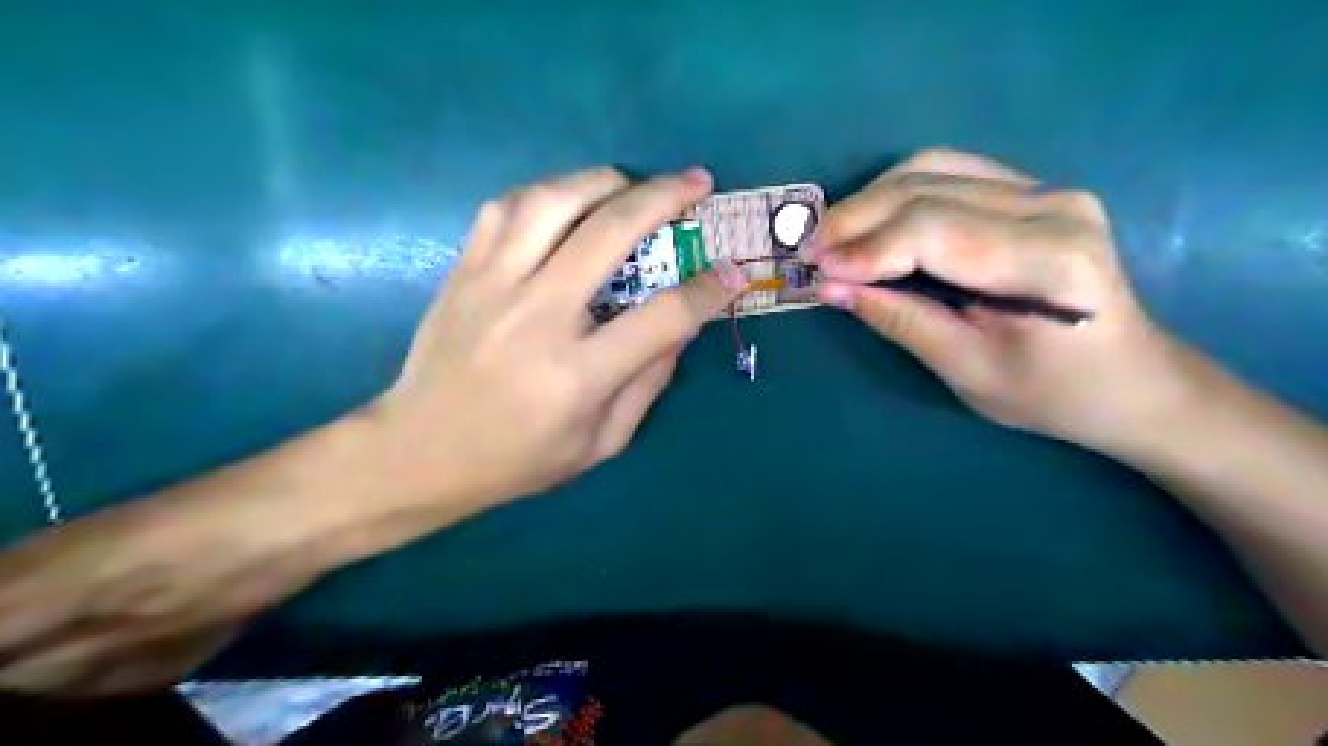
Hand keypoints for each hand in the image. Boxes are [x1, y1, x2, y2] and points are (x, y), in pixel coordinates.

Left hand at [1, 167, 743, 695]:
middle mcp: (537, 317)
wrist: (417, 452)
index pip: (662, 317)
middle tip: (695, 184)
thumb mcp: (599, 444)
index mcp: (577, 374)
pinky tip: (566, 203)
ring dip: (603, 181)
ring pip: (552, 201)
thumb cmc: (516, 460)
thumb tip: (681, 326)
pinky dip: (545, 194)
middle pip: (610, 233)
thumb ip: (647, 383)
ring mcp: (493, 286)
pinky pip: (505, 208)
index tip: (733, 271)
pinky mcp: (462, 271)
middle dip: (664, 199)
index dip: (708, 289)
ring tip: (631, 185)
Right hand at [809, 142, 1203, 448]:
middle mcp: (1052, 206)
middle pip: (927, 189)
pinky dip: (897, 193)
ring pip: (932, 168)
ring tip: (832, 237)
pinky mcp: (1033, 191)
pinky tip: (871, 221)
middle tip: (809, 251)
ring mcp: (1046, 190)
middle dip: (855, 219)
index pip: (933, 231)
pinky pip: (949, 173)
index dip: (865, 248)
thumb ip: (900, 321)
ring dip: (870, 199)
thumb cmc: (1053, 394)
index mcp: (1047, 260)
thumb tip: (830, 288)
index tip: (816, 271)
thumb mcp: (968, 371)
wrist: (1132, 380)